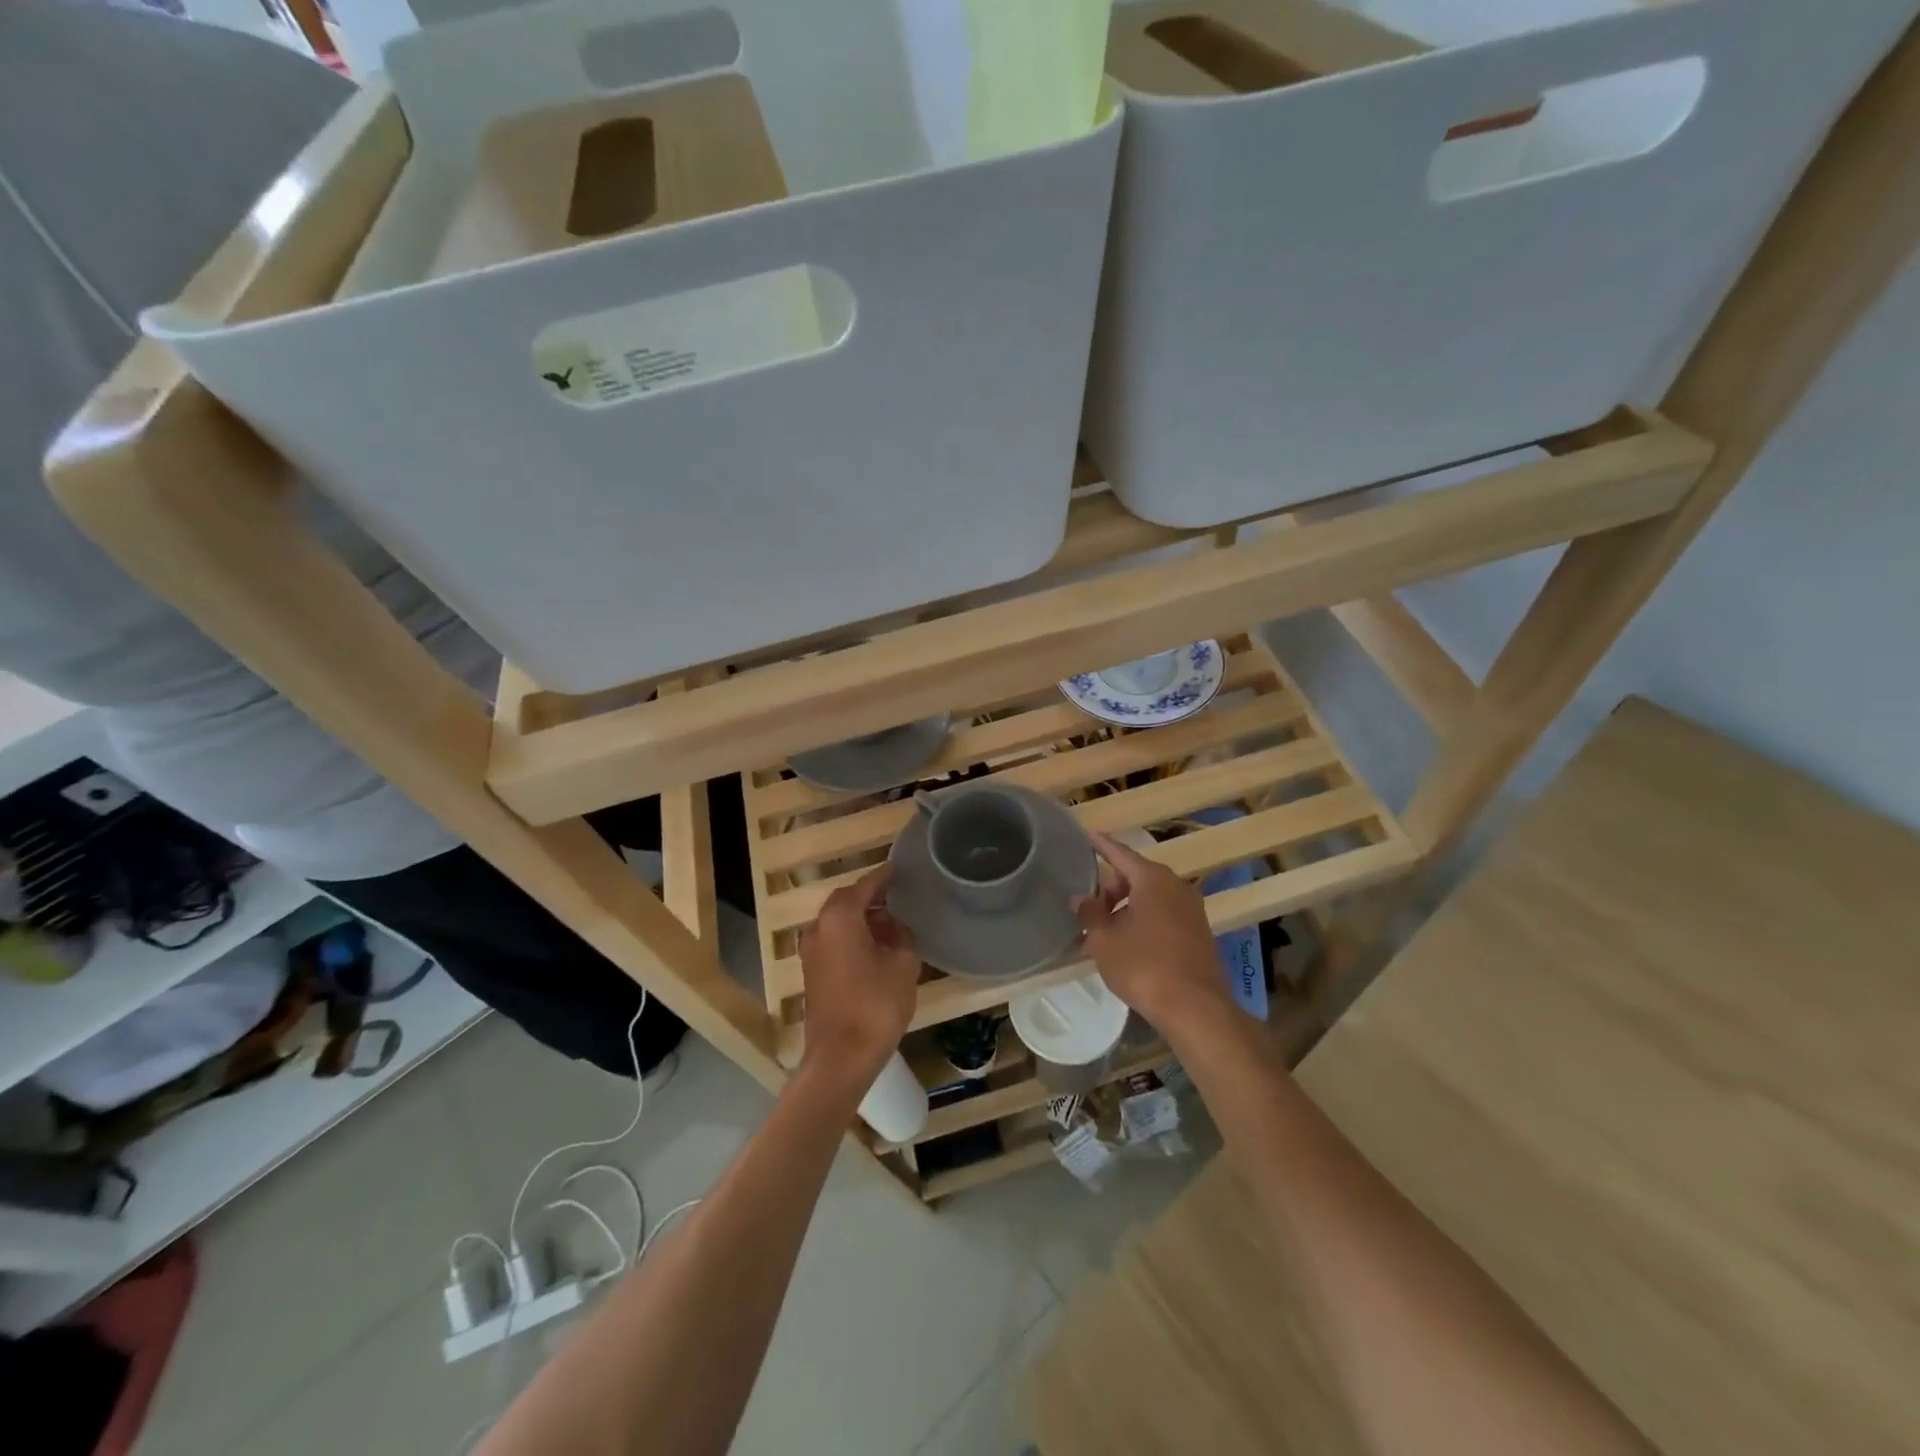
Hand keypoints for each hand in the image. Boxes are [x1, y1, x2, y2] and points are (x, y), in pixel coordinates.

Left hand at [799, 865, 921, 1089]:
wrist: (841, 1058)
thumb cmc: (875, 1004)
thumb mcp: (903, 963)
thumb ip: (901, 934)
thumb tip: (894, 926)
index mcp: (840, 917)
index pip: (865, 885)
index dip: (884, 877)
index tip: (900, 869)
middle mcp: (819, 927)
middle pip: (847, 902)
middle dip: (872, 898)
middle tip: (899, 897)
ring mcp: (811, 952)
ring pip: (839, 923)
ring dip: (862, 920)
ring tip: (892, 924)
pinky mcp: (812, 973)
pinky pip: (834, 941)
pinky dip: (853, 937)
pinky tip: (876, 948)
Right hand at [1075, 830, 1234, 1037]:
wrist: (1195, 1008)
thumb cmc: (1144, 966)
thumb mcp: (1105, 940)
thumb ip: (1090, 913)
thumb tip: (1080, 898)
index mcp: (1152, 879)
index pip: (1120, 853)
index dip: (1100, 845)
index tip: (1086, 834)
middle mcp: (1176, 886)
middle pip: (1137, 875)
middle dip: (1111, 887)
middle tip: (1090, 907)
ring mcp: (1192, 909)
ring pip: (1151, 896)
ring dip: (1127, 906)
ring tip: (1105, 930)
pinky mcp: (1199, 932)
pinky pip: (1164, 914)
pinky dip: (1144, 919)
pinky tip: (1129, 943)